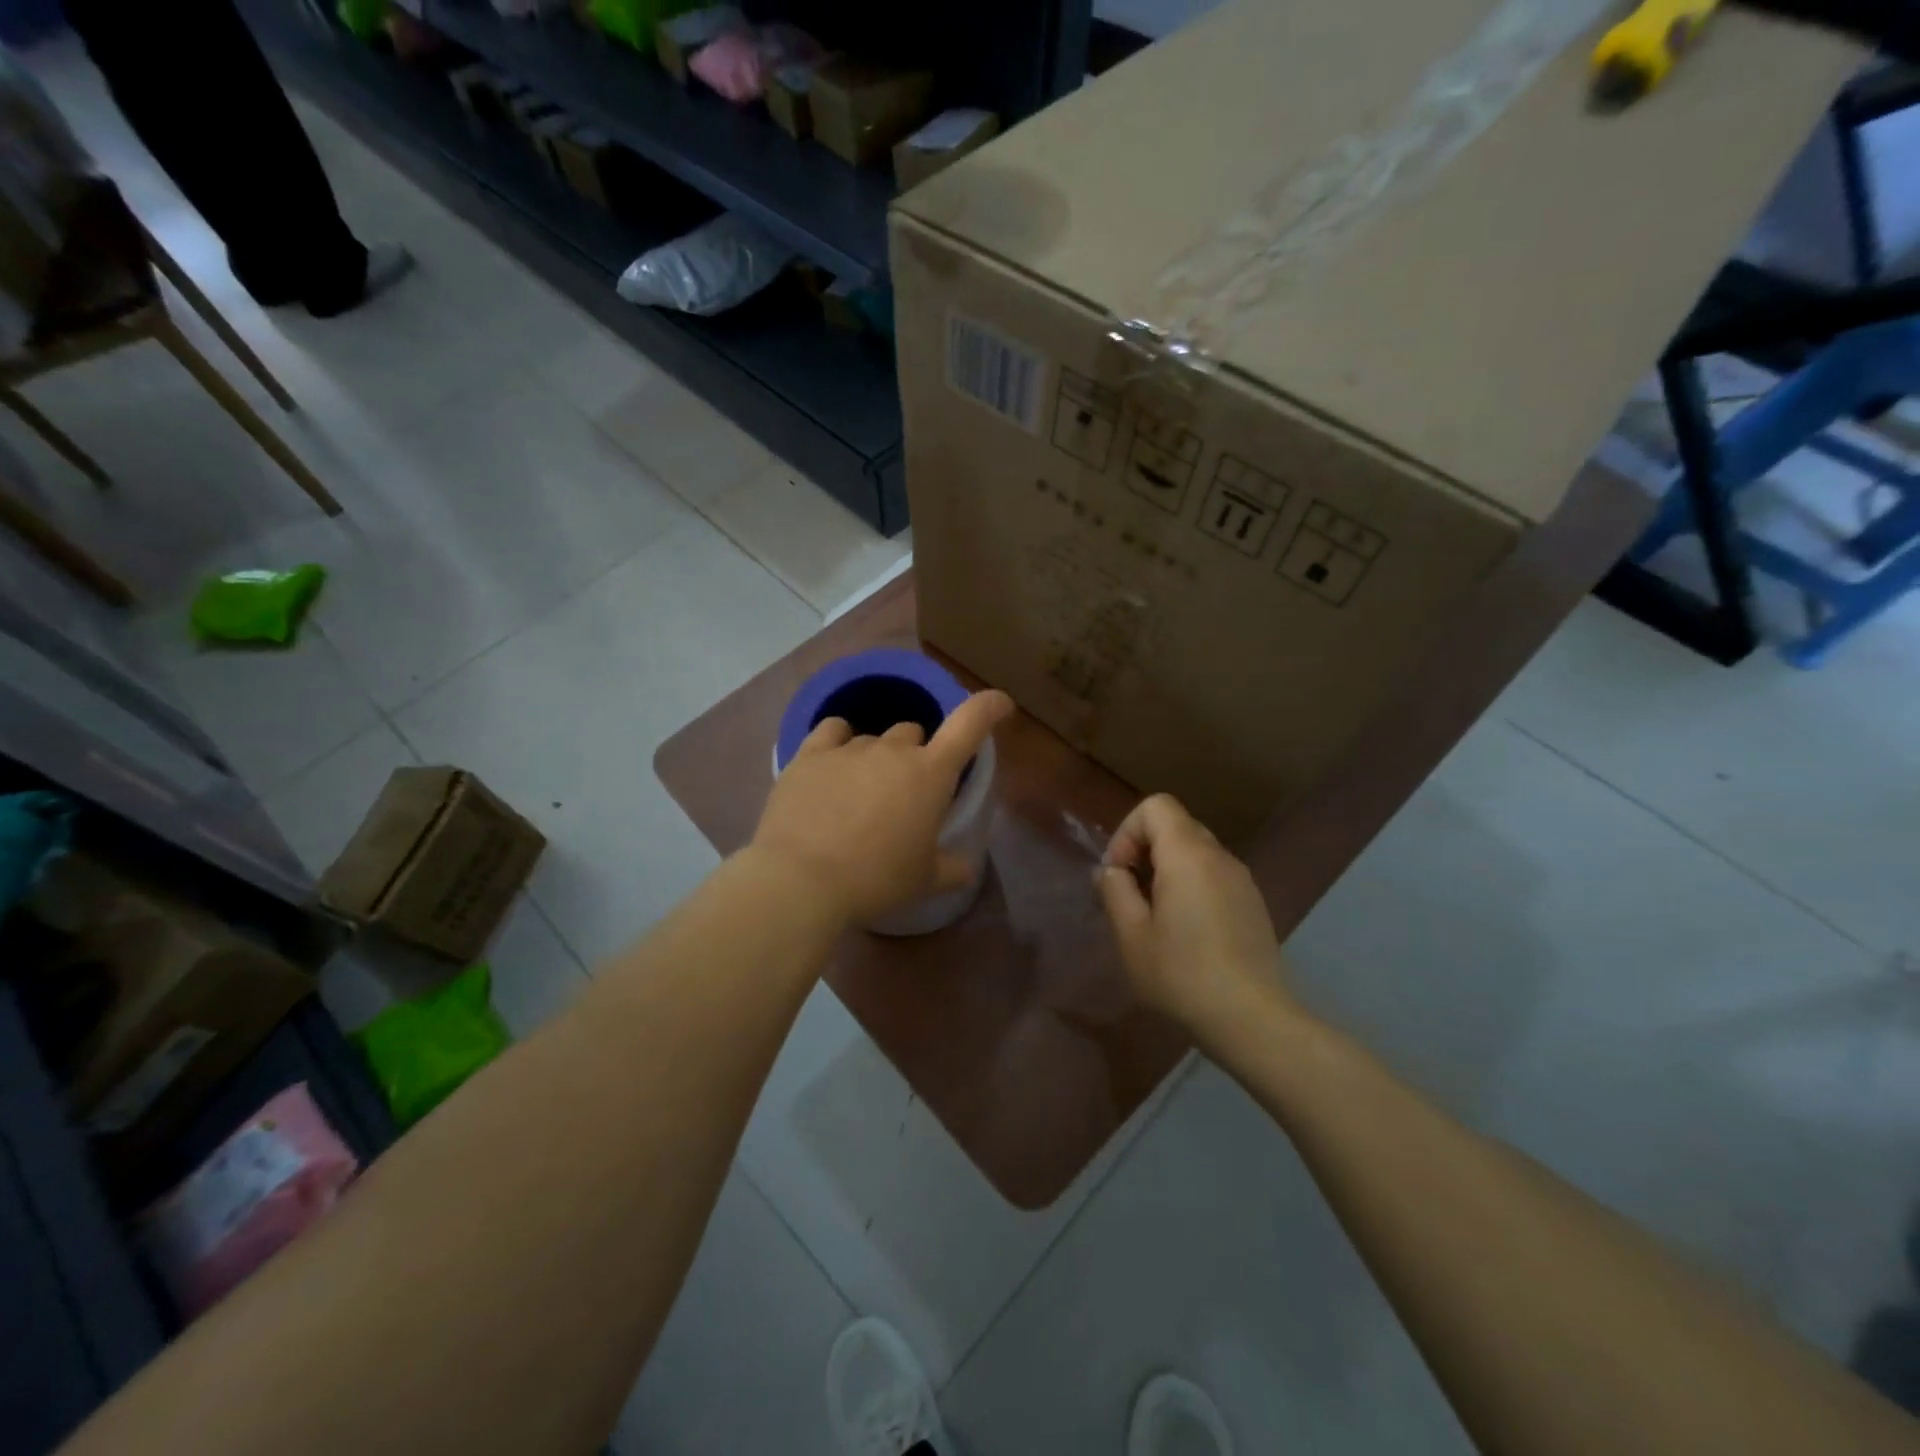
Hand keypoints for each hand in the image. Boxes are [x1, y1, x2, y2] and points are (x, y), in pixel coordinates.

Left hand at [748, 689, 1013, 924]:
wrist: (801, 880)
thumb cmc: (875, 880)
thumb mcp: (924, 881)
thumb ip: (953, 868)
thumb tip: (968, 865)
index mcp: (930, 775)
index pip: (969, 724)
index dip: (988, 707)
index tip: (1000, 704)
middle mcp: (893, 750)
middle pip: (913, 733)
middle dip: (915, 756)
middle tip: (904, 793)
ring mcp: (849, 748)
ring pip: (873, 737)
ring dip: (876, 757)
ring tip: (861, 794)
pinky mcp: (809, 754)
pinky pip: (833, 730)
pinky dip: (839, 741)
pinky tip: (833, 765)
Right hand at [1097, 793, 1289, 1040]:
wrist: (1253, 1020)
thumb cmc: (1182, 975)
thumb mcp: (1131, 935)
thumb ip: (1114, 891)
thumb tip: (1111, 872)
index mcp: (1188, 855)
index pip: (1155, 806)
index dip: (1128, 832)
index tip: (1119, 875)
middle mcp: (1220, 857)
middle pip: (1175, 826)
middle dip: (1144, 852)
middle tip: (1130, 898)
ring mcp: (1242, 880)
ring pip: (1195, 853)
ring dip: (1166, 872)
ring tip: (1154, 919)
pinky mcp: (1253, 904)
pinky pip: (1213, 876)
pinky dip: (1191, 888)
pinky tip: (1185, 935)